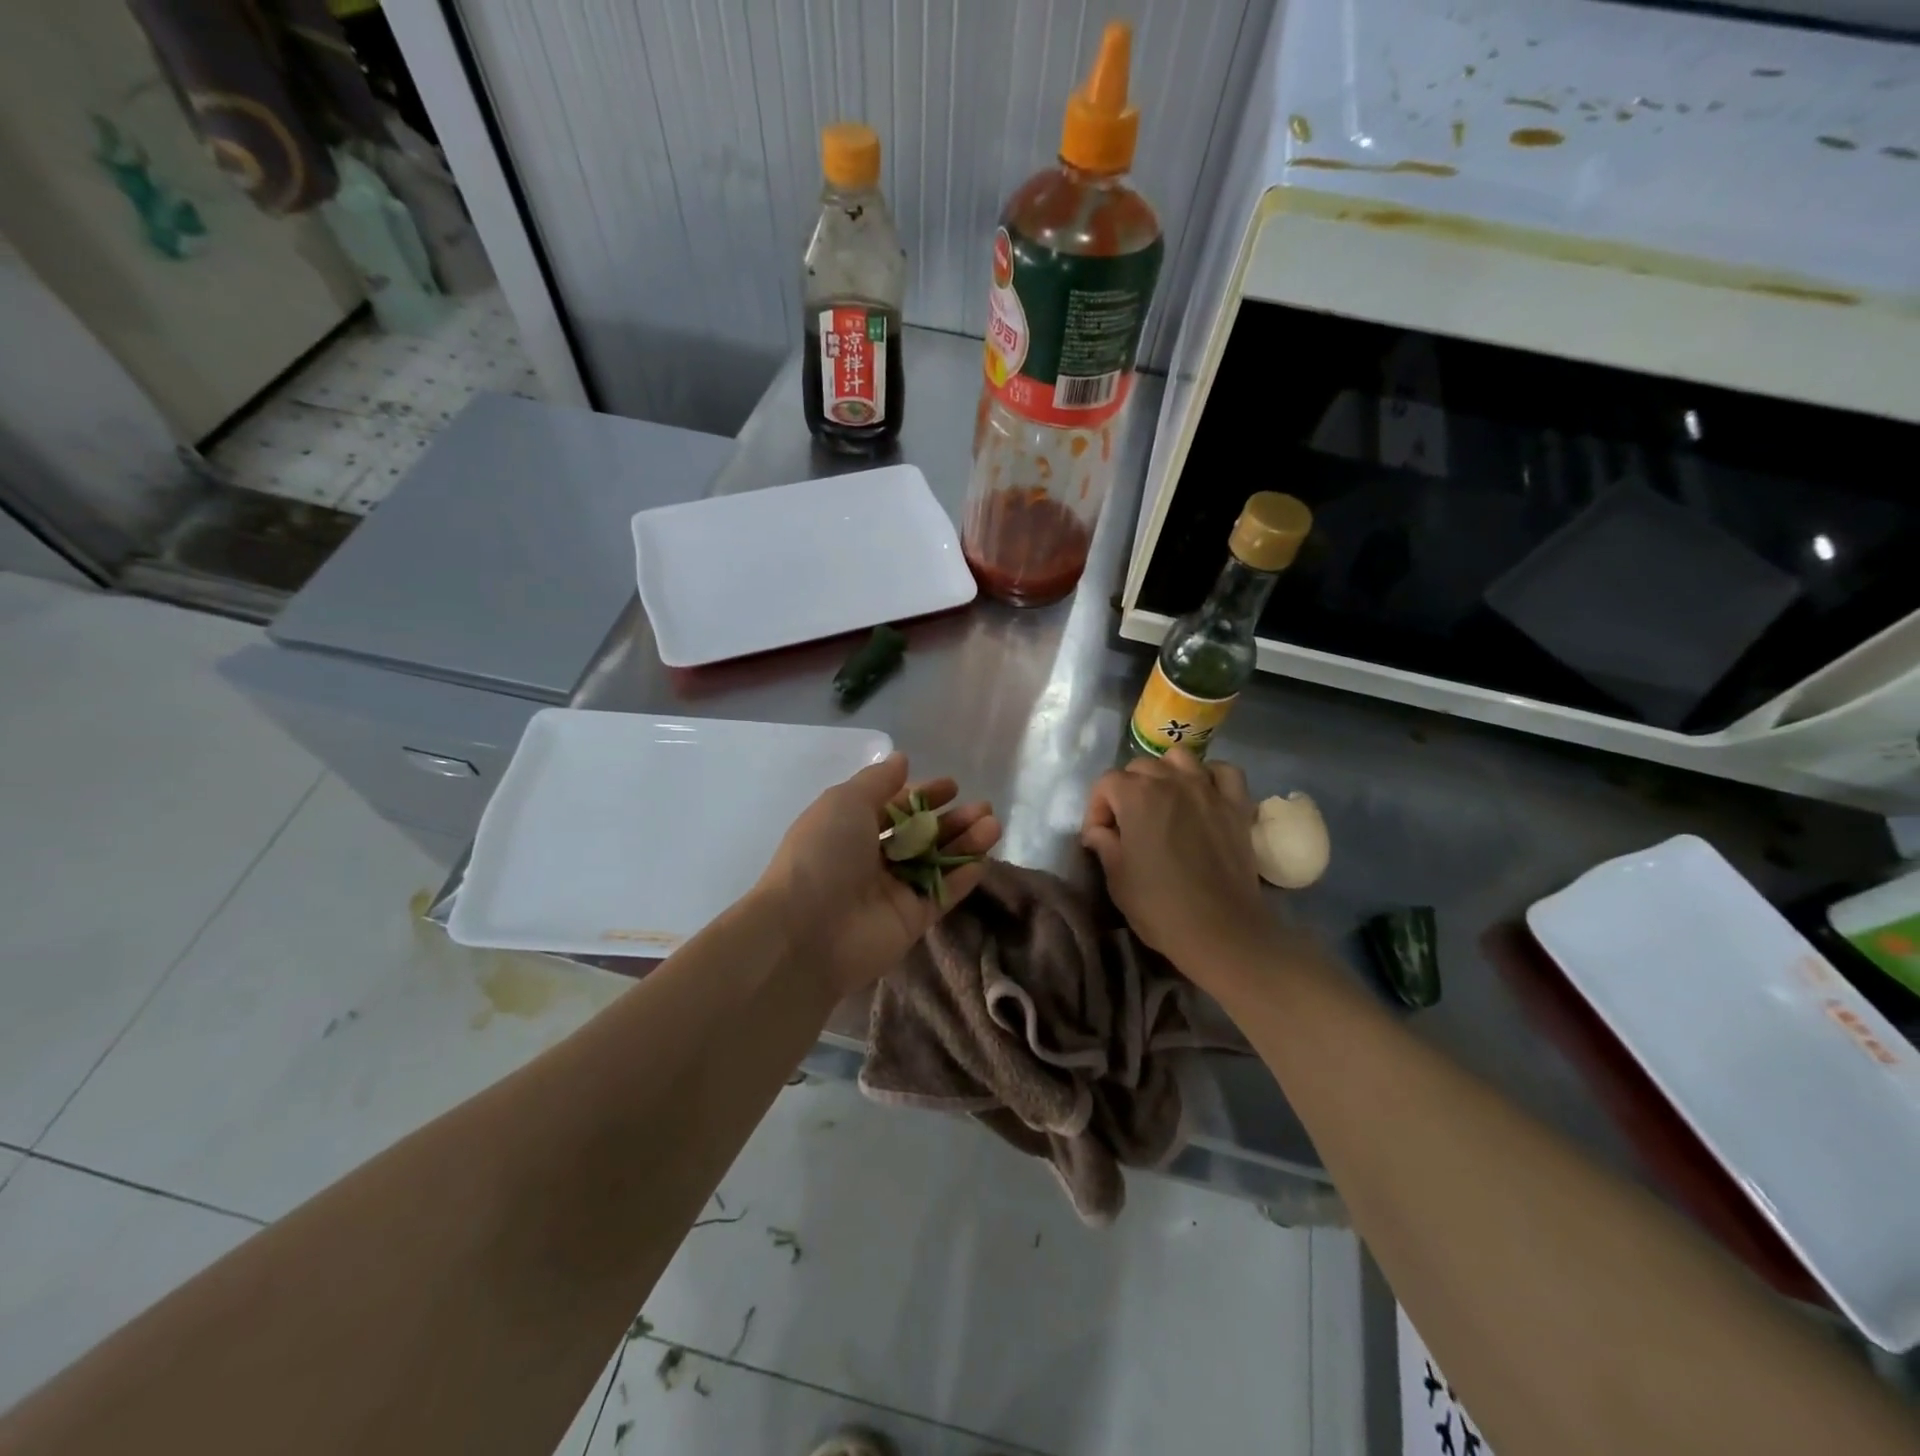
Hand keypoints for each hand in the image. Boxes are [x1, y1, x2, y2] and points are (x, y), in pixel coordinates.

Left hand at [756, 752, 1000, 998]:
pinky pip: (941, 895)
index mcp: (850, 829)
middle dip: (952, 819)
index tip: (953, 786)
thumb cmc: (824, 855)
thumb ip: (878, 781)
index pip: (894, 808)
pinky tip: (982, 860)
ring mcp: (892, 891)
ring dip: (964, 843)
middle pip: (921, 835)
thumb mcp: (845, 802)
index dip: (923, 795)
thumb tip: (901, 759)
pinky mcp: (910, 920)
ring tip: (992, 826)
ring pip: (936, 862)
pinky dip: (961, 878)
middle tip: (983, 808)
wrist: (808, 930)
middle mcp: (872, 859)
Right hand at [1081, 747, 1272, 974]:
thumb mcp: (1117, 878)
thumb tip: (1098, 831)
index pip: (1106, 783)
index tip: (1100, 836)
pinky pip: (1223, 772)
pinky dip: (1210, 777)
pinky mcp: (1236, 804)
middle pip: (1141, 767)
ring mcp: (1207, 789)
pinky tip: (1203, 795)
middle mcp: (1171, 781)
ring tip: (1165, 801)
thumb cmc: (1159, 906)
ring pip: (1180, 759)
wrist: (1221, 930)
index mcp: (1136, 796)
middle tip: (1129, 823)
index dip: (1097, 808)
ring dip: (1166, 774)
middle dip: (1128, 790)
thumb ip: (1104, 844)